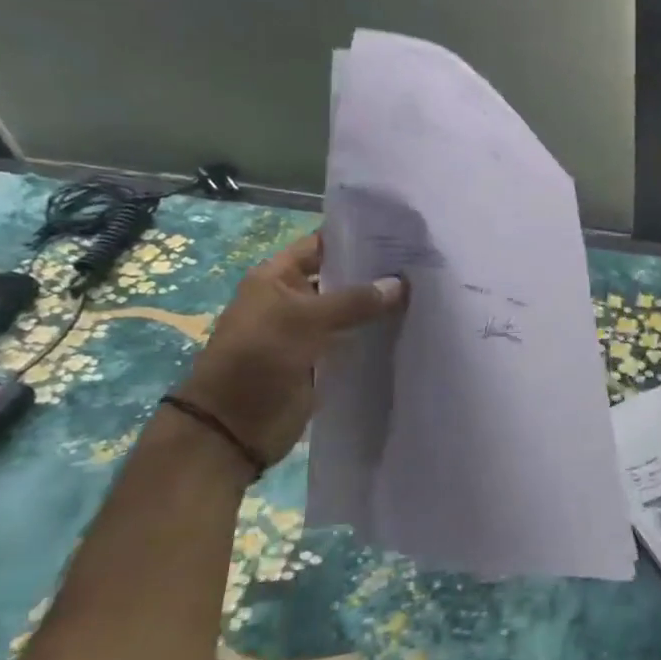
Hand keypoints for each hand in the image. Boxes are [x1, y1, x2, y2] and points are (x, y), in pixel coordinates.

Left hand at [176, 233, 405, 466]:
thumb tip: (401, 283)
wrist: (235, 426)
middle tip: (422, 263)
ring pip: (350, 312)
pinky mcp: (322, 361)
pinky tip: (410, 327)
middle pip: (340, 278)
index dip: (355, 237)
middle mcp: (294, 299)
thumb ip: (355, 300)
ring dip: (379, 307)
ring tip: (425, 292)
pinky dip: (376, 336)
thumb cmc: (259, 358)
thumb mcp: (305, 320)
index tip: (399, 233)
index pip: (321, 245)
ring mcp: (308, 332)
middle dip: (375, 273)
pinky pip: (354, 342)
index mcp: (277, 278)